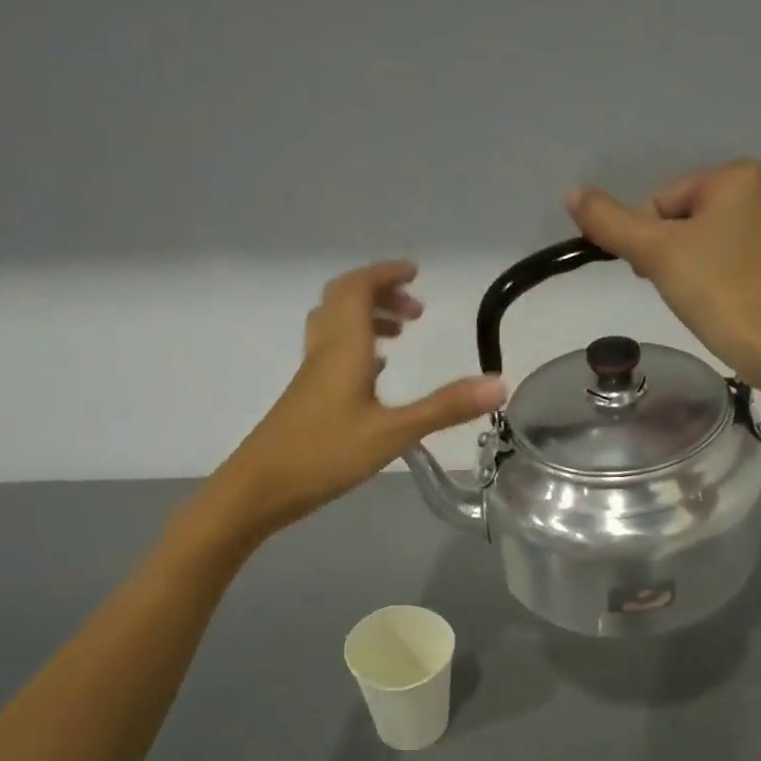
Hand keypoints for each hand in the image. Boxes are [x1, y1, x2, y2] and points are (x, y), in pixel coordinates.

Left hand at [204, 261, 505, 540]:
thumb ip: (445, 408)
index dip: (385, 275)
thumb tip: (499, 384)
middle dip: (379, 294)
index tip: (415, 273)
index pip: (359, 289)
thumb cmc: (326, 454)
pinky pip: (331, 354)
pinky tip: (374, 375)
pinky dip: (356, 348)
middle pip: (344, 301)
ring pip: (334, 327)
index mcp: (344, 348)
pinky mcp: (306, 397)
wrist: (261, 487)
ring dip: (366, 319)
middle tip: (414, 310)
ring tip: (400, 336)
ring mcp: (311, 374)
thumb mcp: (393, 433)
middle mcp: (324, 351)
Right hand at [566, 159, 760, 403]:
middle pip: (689, 219)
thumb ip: (611, 223)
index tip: (654, 276)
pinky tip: (723, 303)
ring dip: (695, 267)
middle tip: (677, 290)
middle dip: (672, 254)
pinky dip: (724, 278)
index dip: (648, 242)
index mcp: (737, 175)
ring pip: (714, 241)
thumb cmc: (716, 291)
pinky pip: (740, 259)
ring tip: (700, 300)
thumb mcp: (655, 254)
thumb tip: (572, 193)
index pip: (663, 202)